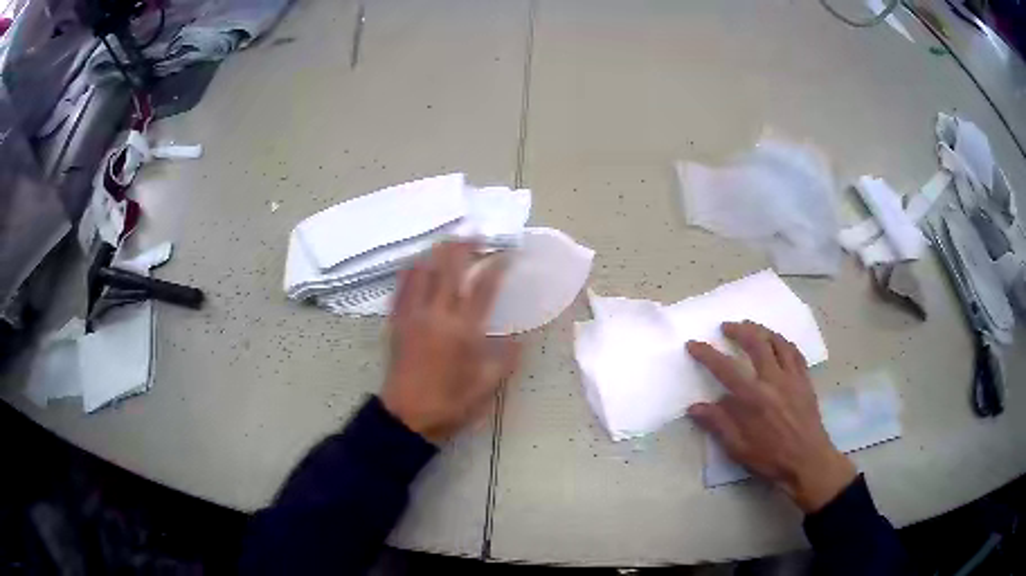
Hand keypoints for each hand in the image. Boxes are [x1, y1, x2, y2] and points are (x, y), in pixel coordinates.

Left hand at [381, 241, 519, 444]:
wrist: (407, 416)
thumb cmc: (450, 403)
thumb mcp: (487, 386)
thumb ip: (506, 359)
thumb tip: (519, 338)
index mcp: (465, 330)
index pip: (484, 287)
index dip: (496, 266)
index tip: (506, 253)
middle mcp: (438, 314)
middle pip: (450, 268)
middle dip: (464, 247)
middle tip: (475, 236)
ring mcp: (414, 314)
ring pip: (423, 271)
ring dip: (436, 252)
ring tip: (447, 243)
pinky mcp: (397, 321)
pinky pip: (402, 286)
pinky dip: (411, 270)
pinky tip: (417, 263)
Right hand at [686, 321, 855, 512]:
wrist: (808, 461)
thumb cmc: (771, 458)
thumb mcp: (739, 448)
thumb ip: (718, 424)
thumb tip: (694, 407)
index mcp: (753, 399)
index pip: (725, 369)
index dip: (707, 354)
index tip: (693, 343)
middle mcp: (773, 381)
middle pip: (756, 343)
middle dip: (739, 330)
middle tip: (726, 326)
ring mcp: (792, 377)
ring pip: (777, 342)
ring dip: (762, 330)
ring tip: (751, 327)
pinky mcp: (805, 380)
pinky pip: (795, 352)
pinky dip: (783, 342)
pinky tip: (778, 343)